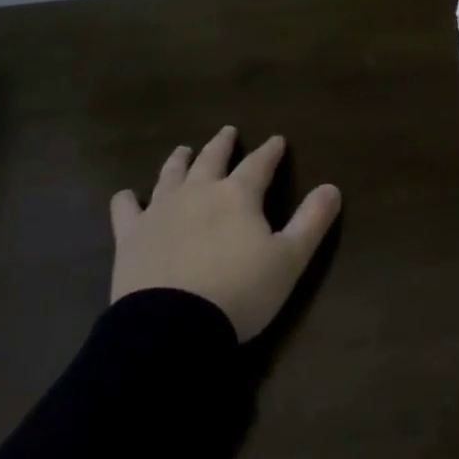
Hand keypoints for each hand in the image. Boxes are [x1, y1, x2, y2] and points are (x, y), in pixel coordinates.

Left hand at [109, 126, 340, 341]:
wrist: (173, 326)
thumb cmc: (241, 291)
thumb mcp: (289, 259)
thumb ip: (312, 221)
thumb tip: (332, 187)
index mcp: (238, 196)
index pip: (259, 164)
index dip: (270, 151)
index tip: (277, 140)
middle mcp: (198, 192)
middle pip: (211, 159)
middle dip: (222, 145)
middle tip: (227, 132)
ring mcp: (160, 211)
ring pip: (171, 175)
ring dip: (180, 160)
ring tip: (183, 150)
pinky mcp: (131, 236)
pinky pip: (126, 209)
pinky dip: (128, 199)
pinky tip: (127, 195)